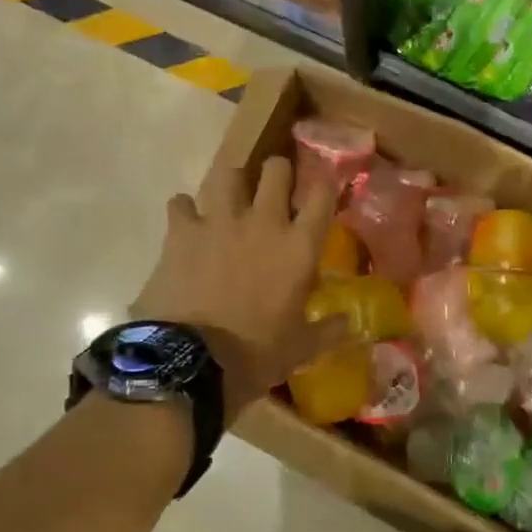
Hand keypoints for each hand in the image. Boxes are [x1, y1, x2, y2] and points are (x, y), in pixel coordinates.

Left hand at [131, 157, 339, 420]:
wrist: (191, 362)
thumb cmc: (255, 354)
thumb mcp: (300, 348)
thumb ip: (328, 330)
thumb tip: (352, 324)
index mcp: (299, 247)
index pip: (322, 195)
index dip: (325, 184)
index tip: (322, 188)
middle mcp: (263, 222)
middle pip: (276, 169)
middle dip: (278, 172)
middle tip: (274, 187)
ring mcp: (219, 221)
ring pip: (227, 174)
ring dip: (231, 183)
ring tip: (229, 198)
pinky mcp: (182, 232)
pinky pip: (180, 202)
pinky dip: (184, 209)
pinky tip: (186, 222)